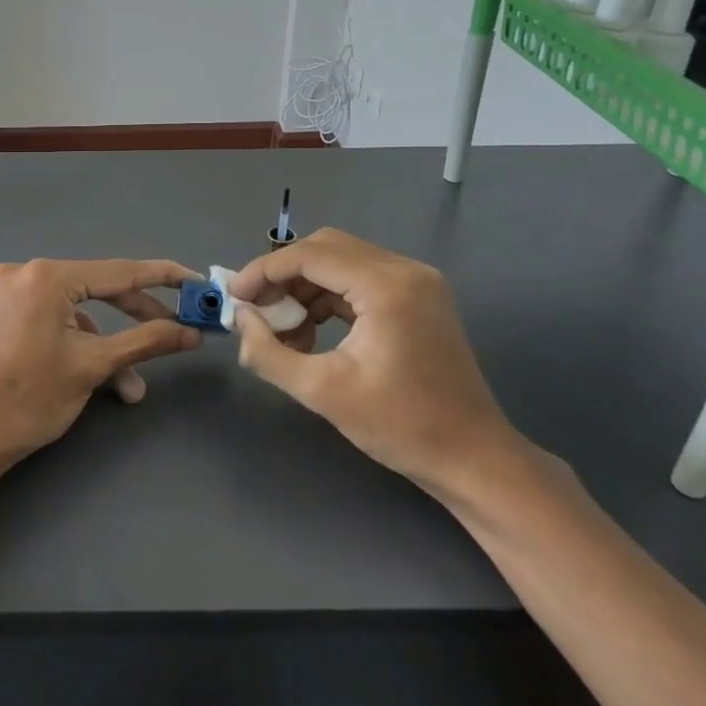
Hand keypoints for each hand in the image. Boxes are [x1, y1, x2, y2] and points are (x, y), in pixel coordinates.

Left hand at [0, 259, 201, 483]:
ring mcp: (5, 293)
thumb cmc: (29, 399)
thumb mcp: (93, 367)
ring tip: (126, 387)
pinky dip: (74, 344)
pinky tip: (87, 377)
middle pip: (96, 289)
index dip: (164, 279)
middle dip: (136, 319)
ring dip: (104, 345)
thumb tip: (191, 332)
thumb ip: (146, 341)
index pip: (120, 271)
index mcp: (47, 276)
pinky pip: (49, 319)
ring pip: (73, 312)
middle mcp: (24, 273)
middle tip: (175, 336)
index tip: (196, 284)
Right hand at [226, 229, 523, 503]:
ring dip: (305, 286)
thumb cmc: (399, 426)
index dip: (264, 271)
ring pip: (343, 262)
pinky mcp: (418, 298)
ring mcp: (416, 282)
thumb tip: (240, 320)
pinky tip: (311, 331)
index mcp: (386, 286)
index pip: (310, 255)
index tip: (233, 296)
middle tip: (255, 309)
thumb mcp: (322, 392)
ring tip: (282, 329)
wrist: (472, 457)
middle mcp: (404, 270)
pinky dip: (329, 297)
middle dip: (283, 274)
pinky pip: (361, 280)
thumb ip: (268, 352)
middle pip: (326, 248)